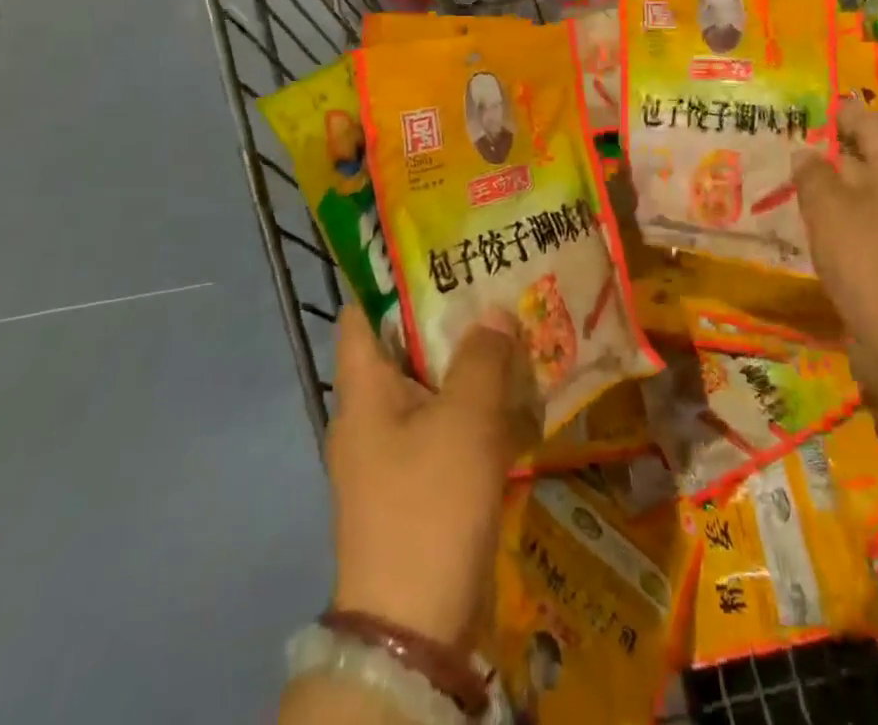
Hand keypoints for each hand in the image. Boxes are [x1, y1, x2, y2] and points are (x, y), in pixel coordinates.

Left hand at [326, 303, 537, 649]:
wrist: (417, 625)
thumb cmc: (429, 503)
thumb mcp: (464, 419)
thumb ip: (482, 358)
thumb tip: (493, 313)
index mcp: (363, 392)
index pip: (362, 315)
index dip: (390, 279)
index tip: (434, 251)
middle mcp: (371, 416)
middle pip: (405, 348)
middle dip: (448, 318)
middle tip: (493, 283)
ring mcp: (395, 453)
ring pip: (432, 388)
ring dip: (469, 364)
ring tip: (514, 328)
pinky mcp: (420, 484)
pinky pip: (447, 427)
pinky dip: (476, 408)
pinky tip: (516, 393)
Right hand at [794, 97, 877, 350]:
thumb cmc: (866, 257)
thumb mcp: (827, 207)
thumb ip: (812, 174)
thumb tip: (805, 152)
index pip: (871, 124)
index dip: (845, 112)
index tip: (816, 107)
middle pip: (868, 158)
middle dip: (832, 150)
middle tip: (790, 145)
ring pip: (861, 195)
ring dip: (830, 188)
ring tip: (790, 185)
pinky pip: (859, 228)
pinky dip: (835, 222)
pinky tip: (808, 229)